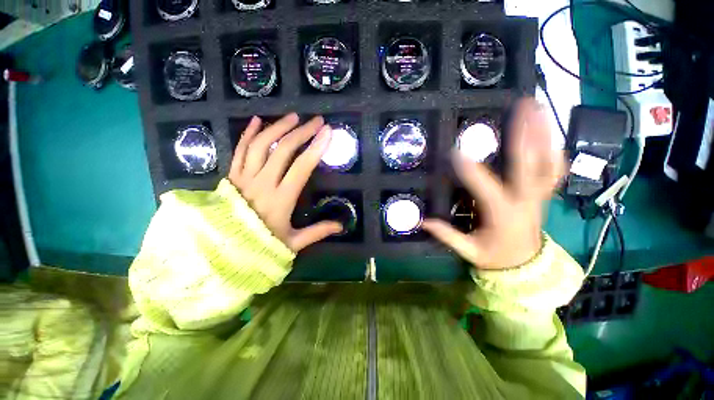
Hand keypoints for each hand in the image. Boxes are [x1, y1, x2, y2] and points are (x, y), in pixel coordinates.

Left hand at [229, 113, 342, 251]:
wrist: (221, 250)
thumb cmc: (260, 245)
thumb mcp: (293, 243)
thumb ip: (317, 232)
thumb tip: (341, 226)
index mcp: (281, 199)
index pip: (302, 167)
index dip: (316, 148)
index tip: (327, 133)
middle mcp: (263, 183)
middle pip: (284, 150)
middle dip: (302, 132)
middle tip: (316, 121)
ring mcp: (245, 177)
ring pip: (261, 145)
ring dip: (278, 127)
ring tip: (293, 117)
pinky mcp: (232, 176)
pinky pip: (239, 150)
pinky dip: (248, 134)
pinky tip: (256, 121)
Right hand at [423, 99, 565, 269]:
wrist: (526, 267)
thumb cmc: (495, 258)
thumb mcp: (469, 251)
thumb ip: (447, 235)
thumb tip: (424, 221)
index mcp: (502, 214)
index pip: (484, 187)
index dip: (469, 169)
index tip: (455, 151)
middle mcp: (525, 201)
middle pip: (528, 165)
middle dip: (524, 134)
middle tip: (521, 107)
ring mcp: (539, 196)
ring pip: (547, 162)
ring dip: (544, 133)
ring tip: (540, 107)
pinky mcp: (544, 195)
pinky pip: (555, 171)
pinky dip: (555, 151)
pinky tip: (550, 134)